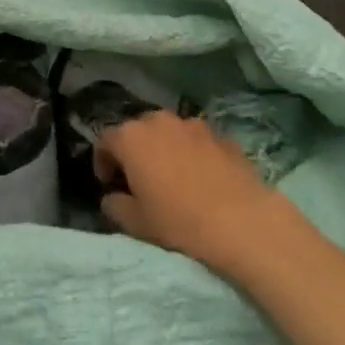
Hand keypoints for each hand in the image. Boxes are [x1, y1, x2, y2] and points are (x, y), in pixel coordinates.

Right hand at [95, 111, 294, 277]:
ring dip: (164, 149)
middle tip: (139, 181)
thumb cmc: (180, 222)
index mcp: (132, 138)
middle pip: (137, 131)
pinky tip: (202, 179)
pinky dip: (191, 154)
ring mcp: (193, 124)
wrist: (242, 221)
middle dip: (134, 152)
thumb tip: (112, 198)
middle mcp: (159, 121)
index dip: (102, 161)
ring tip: (172, 178)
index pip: (105, 140)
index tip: (108, 184)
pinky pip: (196, 141)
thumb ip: (116, 206)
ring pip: (168, 133)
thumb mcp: (138, 224)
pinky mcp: (221, 134)